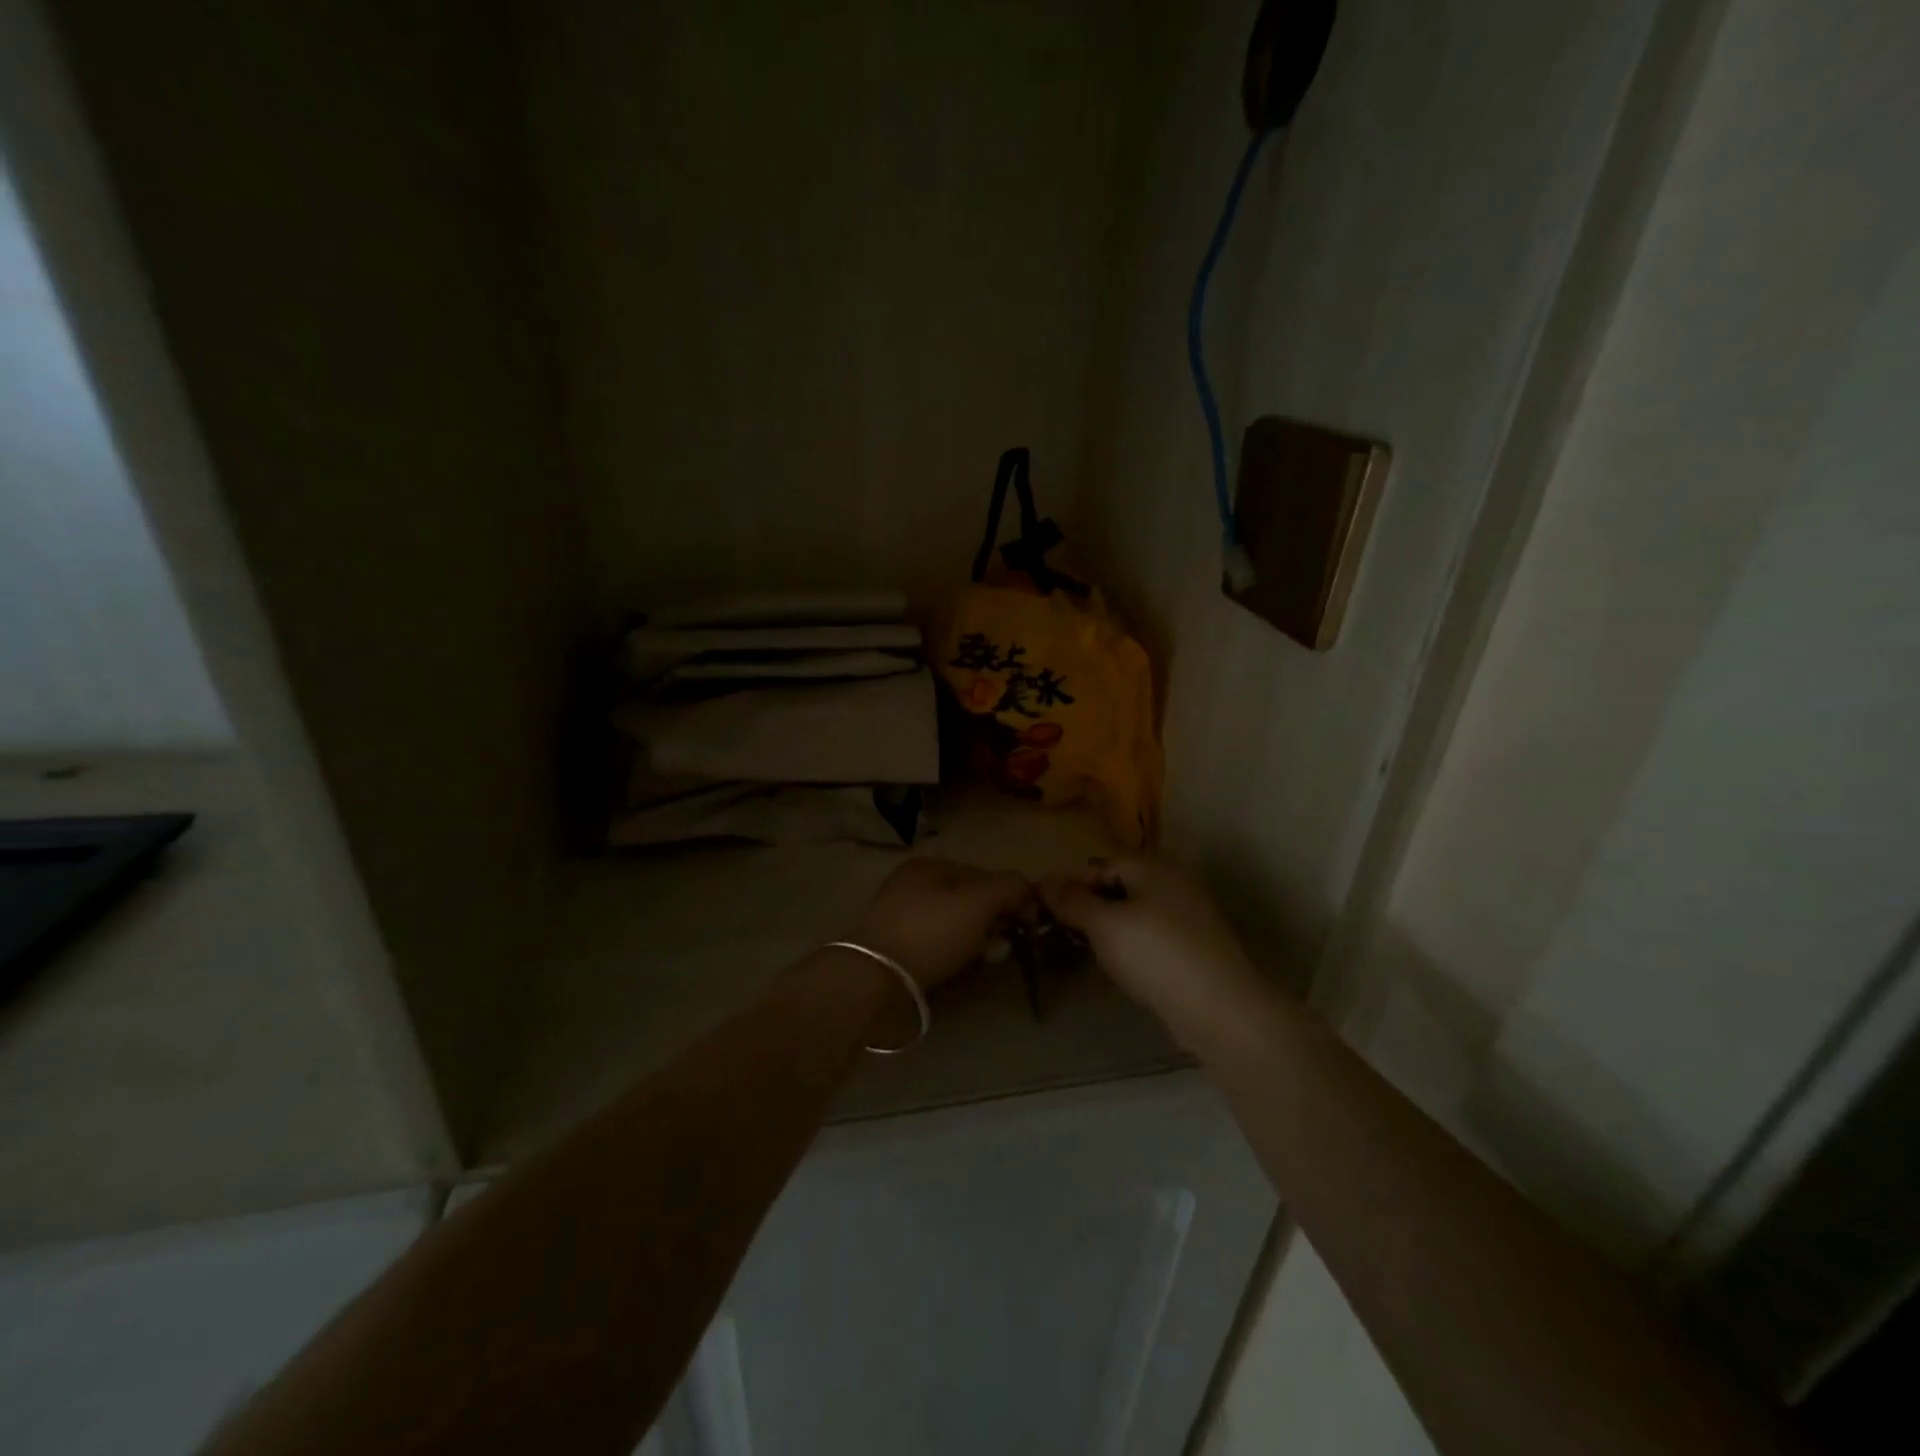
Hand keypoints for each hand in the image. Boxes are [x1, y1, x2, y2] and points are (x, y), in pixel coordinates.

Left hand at [849, 857, 1030, 990]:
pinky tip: (961, 968)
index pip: (982, 873)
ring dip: (976, 939)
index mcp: (928, 866)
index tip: (1024, 923)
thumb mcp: (977, 903)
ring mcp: (899, 917)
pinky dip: (953, 953)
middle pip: (967, 899)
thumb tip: (1027, 888)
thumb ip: (1008, 887)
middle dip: (992, 920)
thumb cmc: (930, 932)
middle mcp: (911, 885)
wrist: (874, 978)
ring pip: (952, 924)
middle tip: (1005, 944)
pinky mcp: (894, 948)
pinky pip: (935, 945)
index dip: (1008, 895)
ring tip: (988, 959)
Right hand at [1039, 858, 1267, 1041]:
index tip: (1048, 912)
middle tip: (1065, 934)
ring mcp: (1189, 914)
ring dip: (1109, 929)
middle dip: (1090, 907)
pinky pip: (1152, 935)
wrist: (1220, 1009)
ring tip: (1089, 953)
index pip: (1101, 865)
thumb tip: (1044, 880)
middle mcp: (1174, 882)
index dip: (1072, 885)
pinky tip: (1122, 968)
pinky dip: (1132, 946)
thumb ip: (1072, 901)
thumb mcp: (1105, 925)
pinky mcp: (1195, 946)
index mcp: (1154, 866)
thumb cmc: (1156, 955)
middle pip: (1119, 886)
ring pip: (1135, 912)